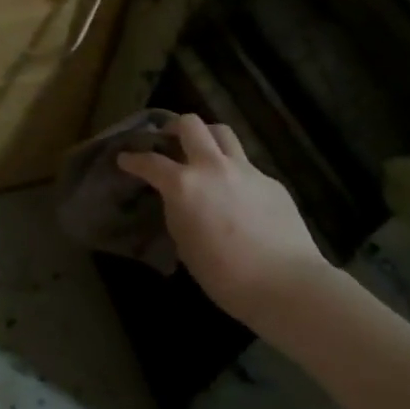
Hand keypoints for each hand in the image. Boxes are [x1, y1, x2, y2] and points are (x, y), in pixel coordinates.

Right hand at [117, 114, 334, 324]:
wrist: (285, 284)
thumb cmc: (224, 275)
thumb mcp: (185, 243)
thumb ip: (179, 212)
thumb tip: (181, 201)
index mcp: (184, 185)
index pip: (150, 162)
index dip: (133, 159)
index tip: (125, 158)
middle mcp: (212, 167)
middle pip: (191, 125)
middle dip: (174, 127)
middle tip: (169, 139)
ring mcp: (246, 170)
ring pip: (223, 133)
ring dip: (207, 137)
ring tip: (203, 152)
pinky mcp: (271, 182)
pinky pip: (246, 166)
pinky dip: (234, 171)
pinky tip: (237, 194)